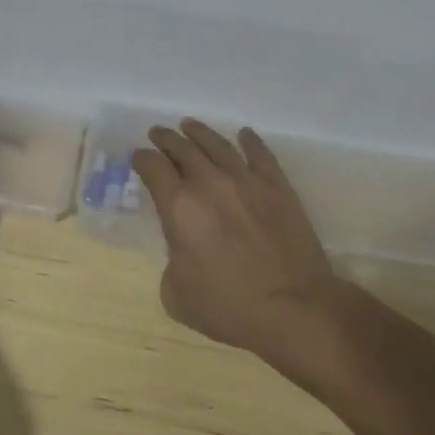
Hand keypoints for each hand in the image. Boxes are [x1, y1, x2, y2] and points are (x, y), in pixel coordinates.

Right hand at [132, 120, 335, 359]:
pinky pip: (261, 155)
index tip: (139, 158)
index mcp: (178, 207)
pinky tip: (244, 135)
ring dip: (200, 133)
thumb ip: (171, 263)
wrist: (295, 309)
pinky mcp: (278, 187)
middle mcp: (209, 183)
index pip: (153, 168)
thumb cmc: (230, 308)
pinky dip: (250, 141)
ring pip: (218, 145)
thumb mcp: (177, 296)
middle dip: (166, 139)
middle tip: (158, 133)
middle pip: (182, 148)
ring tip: (190, 125)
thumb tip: (182, 251)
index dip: (142, 159)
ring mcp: (246, 181)